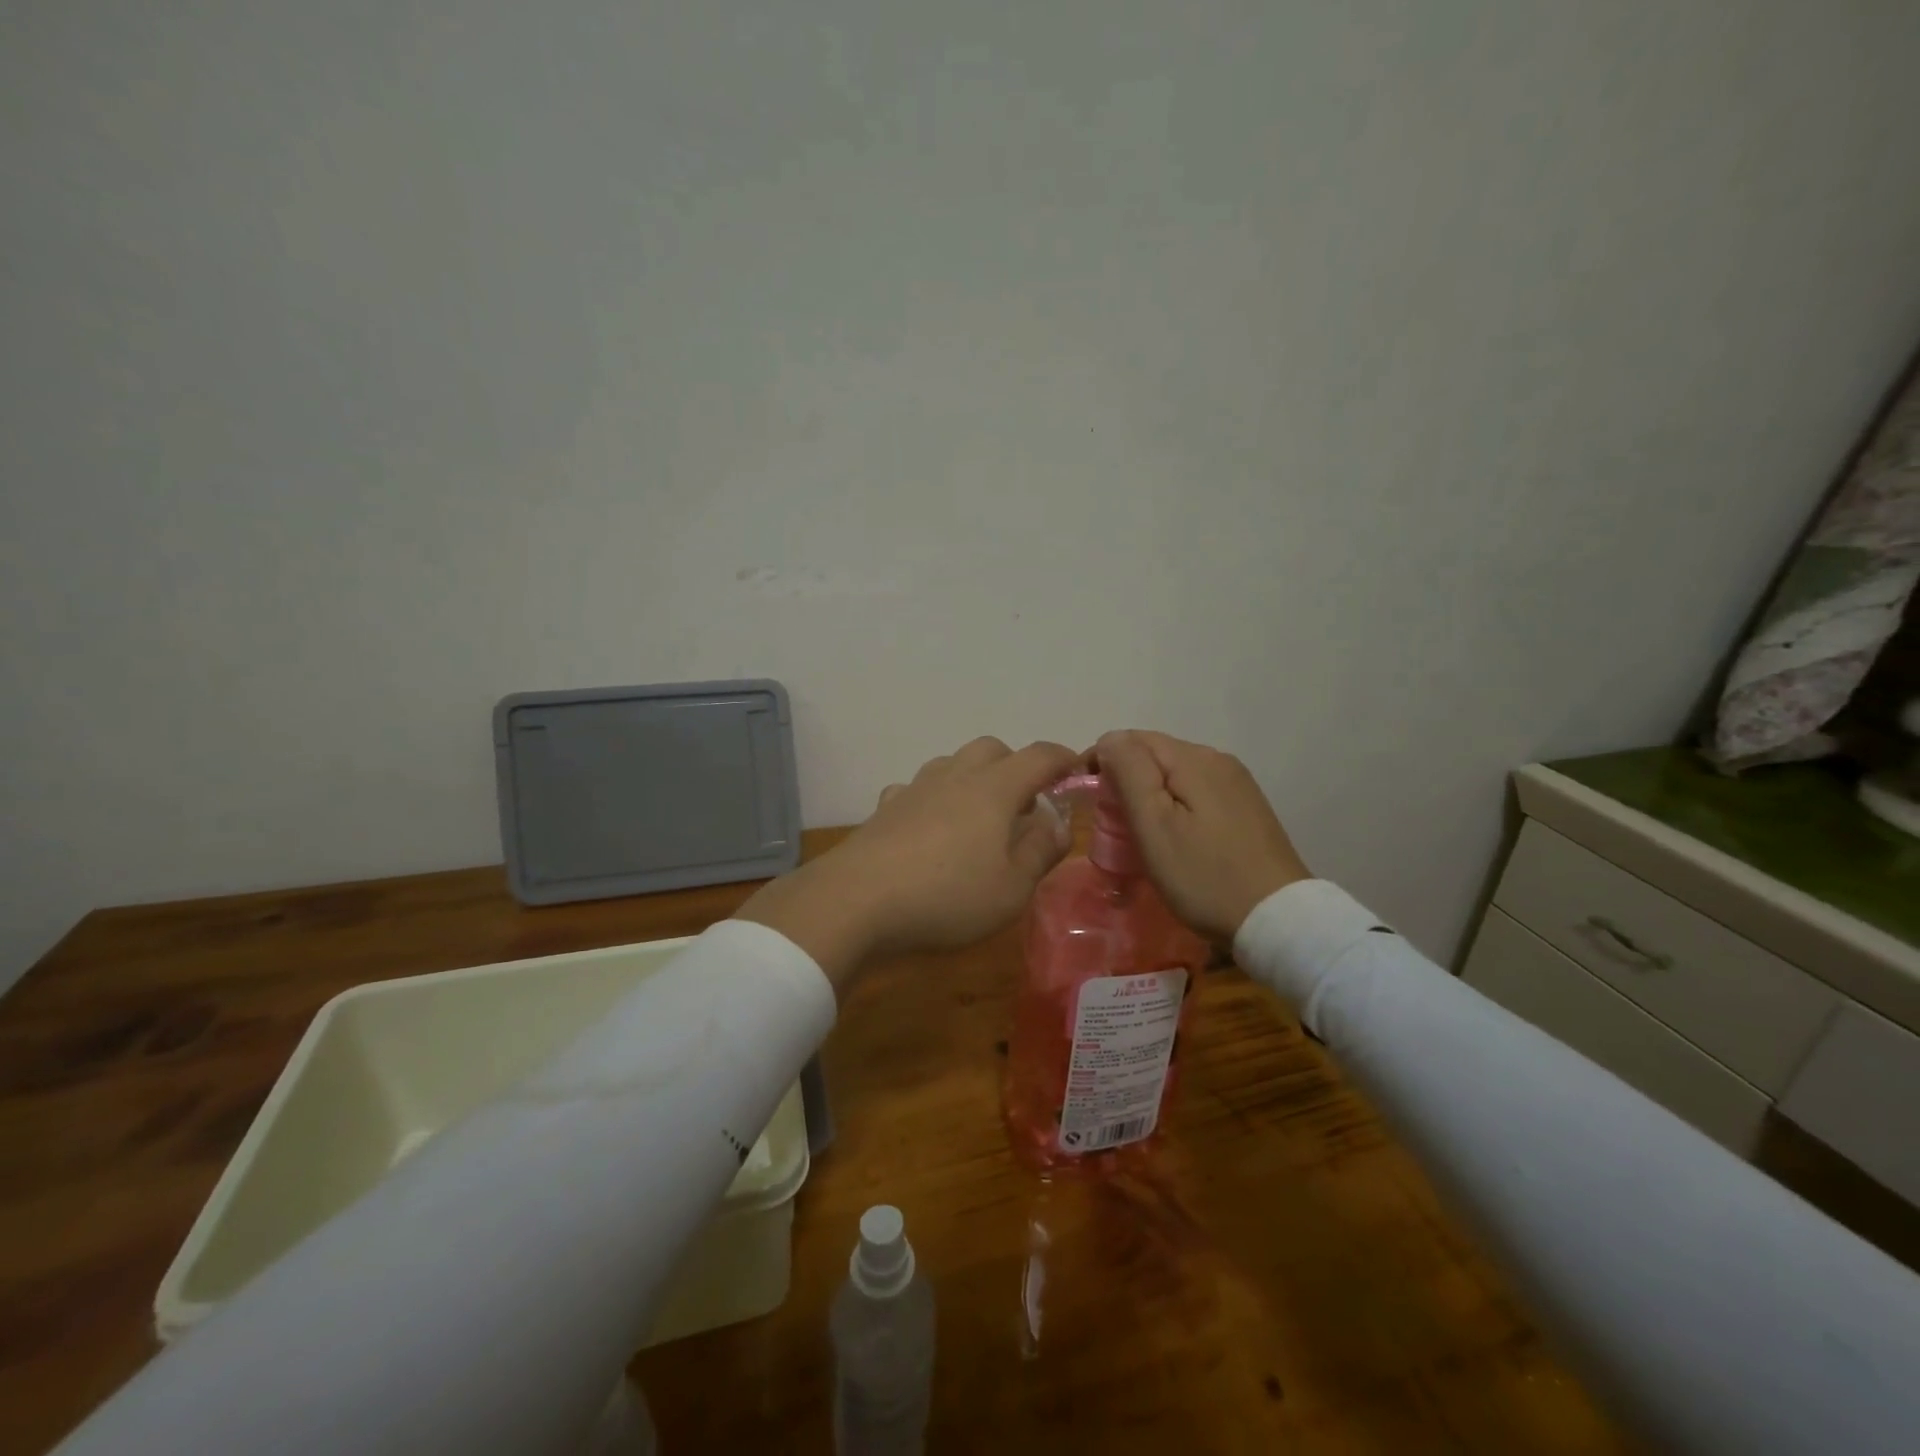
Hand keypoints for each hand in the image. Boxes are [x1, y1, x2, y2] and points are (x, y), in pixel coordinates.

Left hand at [735, 737, 1079, 990]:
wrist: (855, 902)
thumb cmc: (947, 897)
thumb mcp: (1012, 887)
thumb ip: (1041, 851)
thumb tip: (1058, 823)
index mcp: (994, 789)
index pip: (1038, 756)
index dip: (1063, 758)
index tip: (1077, 768)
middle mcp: (954, 777)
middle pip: (991, 749)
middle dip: (1015, 766)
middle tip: (1025, 804)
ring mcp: (914, 789)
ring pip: (952, 764)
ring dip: (973, 779)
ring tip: (980, 817)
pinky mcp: (884, 809)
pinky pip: (917, 790)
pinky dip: (933, 800)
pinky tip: (930, 829)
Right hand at [1094, 730, 1309, 942]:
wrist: (1278, 919)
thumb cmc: (1205, 875)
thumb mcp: (1155, 825)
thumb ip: (1129, 773)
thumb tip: (1109, 740)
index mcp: (1193, 758)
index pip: (1131, 739)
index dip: (1101, 762)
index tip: (1087, 799)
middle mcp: (1218, 759)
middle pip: (1155, 754)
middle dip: (1125, 778)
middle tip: (1109, 823)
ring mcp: (1237, 783)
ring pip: (1175, 774)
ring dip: (1149, 793)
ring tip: (1137, 833)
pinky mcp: (1246, 807)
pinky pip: (1196, 791)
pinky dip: (1174, 805)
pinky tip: (1174, 836)